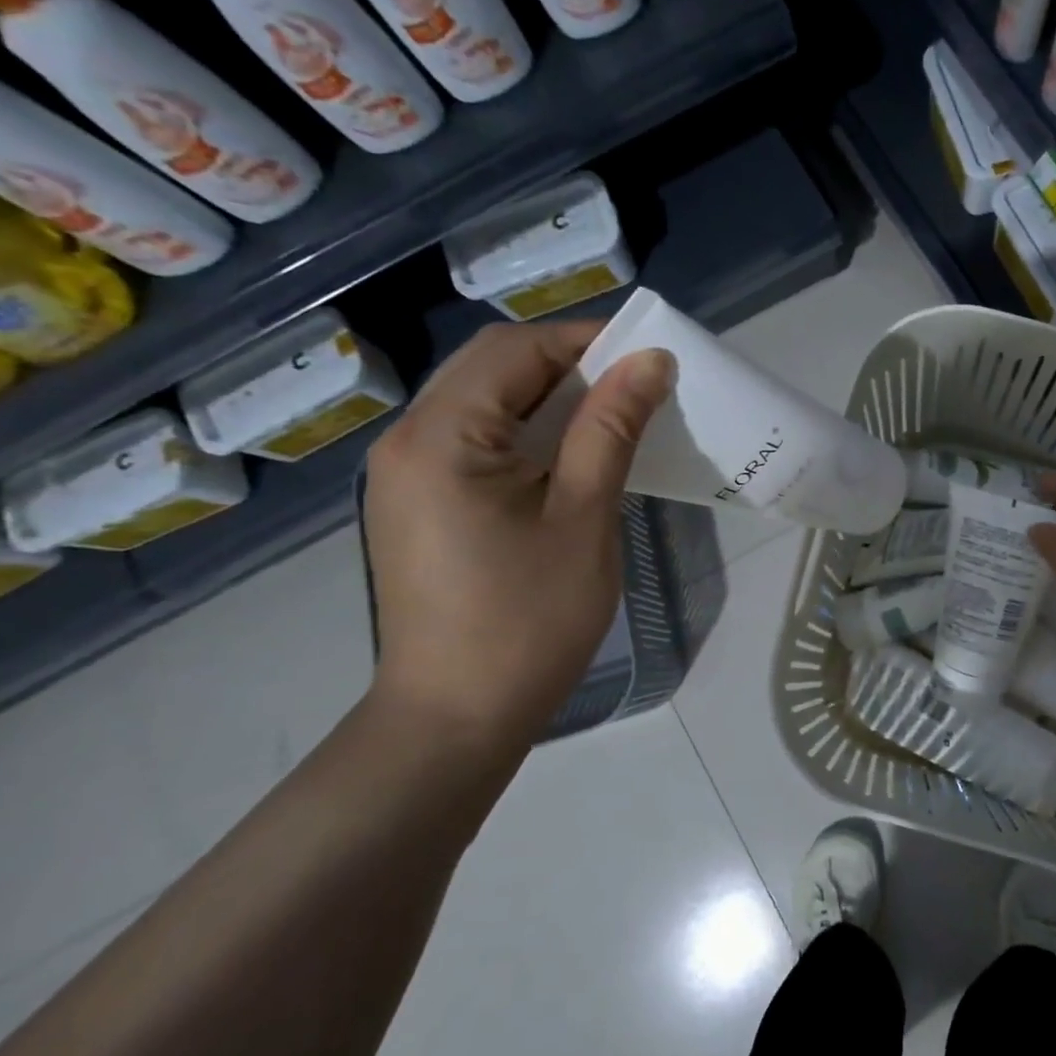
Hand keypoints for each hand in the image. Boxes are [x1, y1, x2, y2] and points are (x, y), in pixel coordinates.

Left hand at [363, 322, 675, 752]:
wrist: (458, 715)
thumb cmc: (529, 619)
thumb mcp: (584, 516)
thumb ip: (612, 428)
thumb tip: (650, 361)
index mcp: (441, 436)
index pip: (514, 349)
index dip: (585, 340)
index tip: (648, 357)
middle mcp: (408, 439)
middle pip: (492, 368)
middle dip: (568, 364)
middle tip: (636, 388)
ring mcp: (405, 473)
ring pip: (483, 401)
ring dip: (549, 397)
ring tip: (612, 418)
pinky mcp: (418, 502)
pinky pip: (474, 439)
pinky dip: (526, 432)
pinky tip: (568, 457)